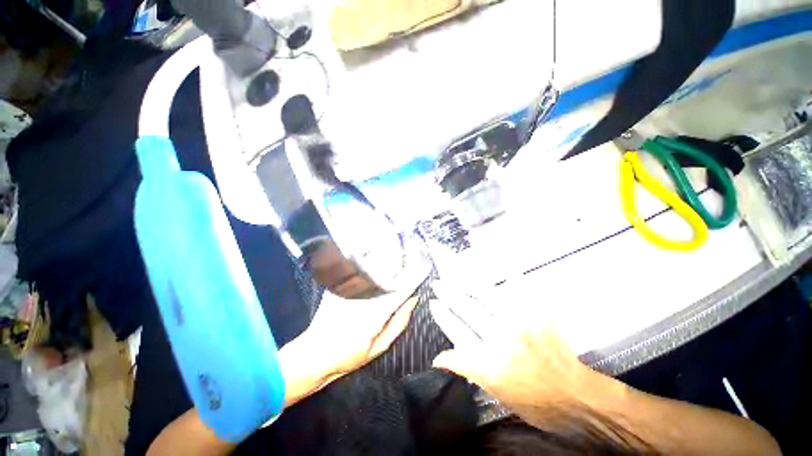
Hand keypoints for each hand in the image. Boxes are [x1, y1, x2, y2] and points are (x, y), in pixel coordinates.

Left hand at [278, 263, 426, 407]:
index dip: (413, 278)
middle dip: (400, 268)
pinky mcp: (339, 286)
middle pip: (387, 275)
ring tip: (396, 263)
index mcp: (377, 312)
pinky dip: (369, 270)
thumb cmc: (349, 355)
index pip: (400, 289)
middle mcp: (365, 296)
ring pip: (373, 271)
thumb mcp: (379, 346)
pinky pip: (359, 273)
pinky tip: (374, 267)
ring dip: (386, 267)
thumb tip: (412, 300)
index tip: (422, 269)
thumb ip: (398, 323)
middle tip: (411, 262)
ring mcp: (350, 289)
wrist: (313, 354)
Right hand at [429, 282, 617, 428]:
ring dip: (467, 280)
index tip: (433, 303)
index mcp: (489, 362)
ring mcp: (521, 323)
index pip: (456, 330)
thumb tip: (438, 358)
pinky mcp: (538, 314)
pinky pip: (519, 287)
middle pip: (467, 309)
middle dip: (448, 293)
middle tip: (438, 283)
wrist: (575, 396)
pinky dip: (506, 273)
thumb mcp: (494, 392)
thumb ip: (465, 368)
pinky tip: (495, 259)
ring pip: (486, 294)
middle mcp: (502, 339)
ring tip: (456, 270)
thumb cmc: (532, 400)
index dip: (442, 315)